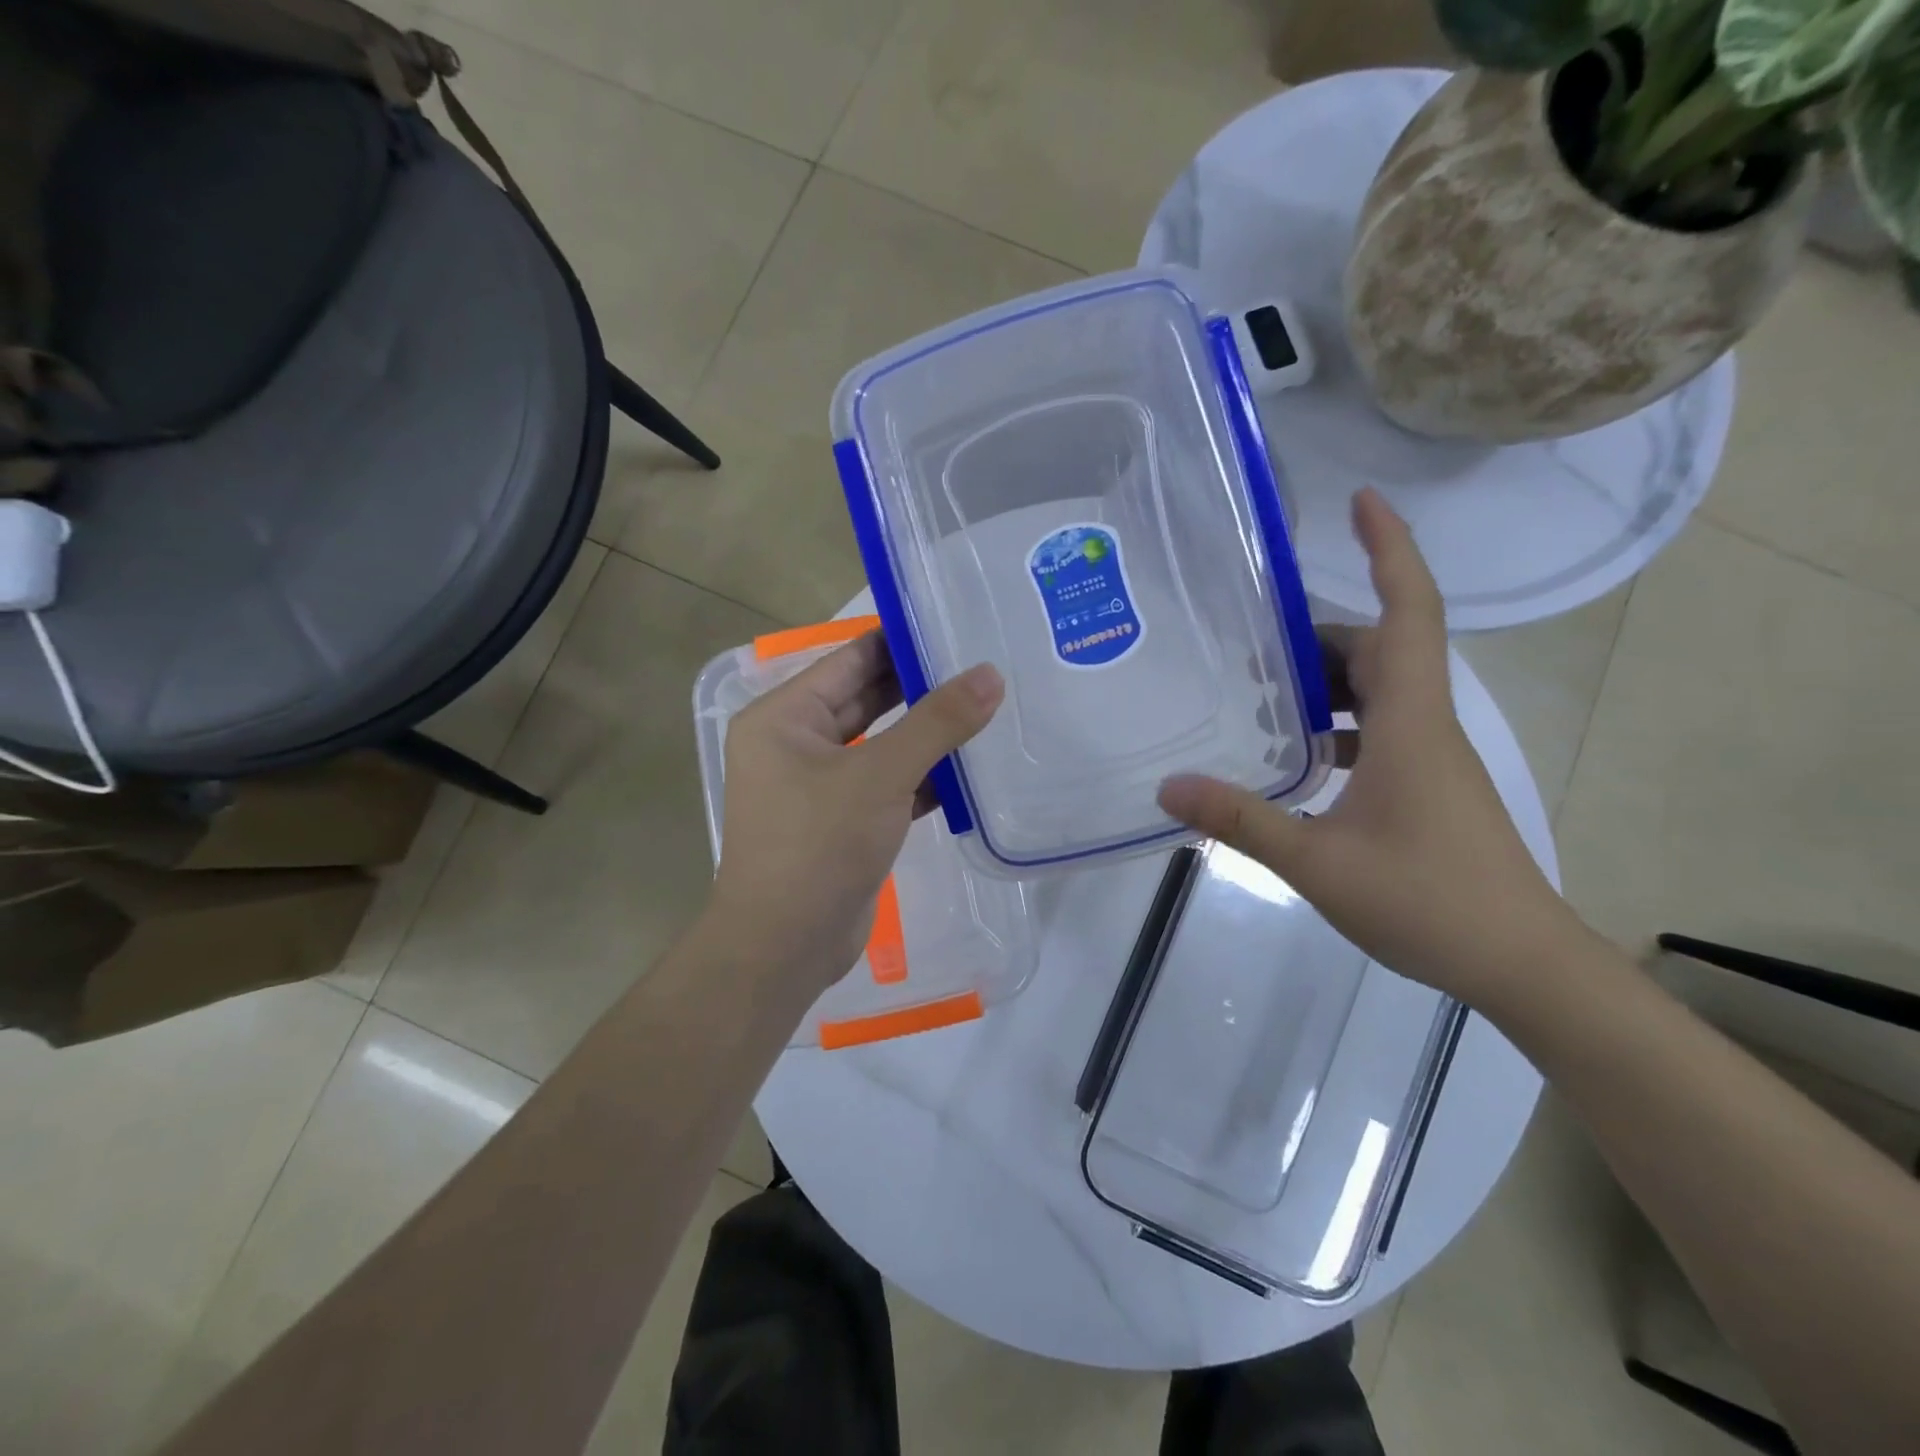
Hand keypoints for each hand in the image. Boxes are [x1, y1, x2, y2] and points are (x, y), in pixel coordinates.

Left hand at [708, 631, 1003, 993]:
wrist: (785, 948)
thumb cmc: (819, 846)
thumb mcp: (880, 776)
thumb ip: (937, 723)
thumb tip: (990, 674)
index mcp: (784, 717)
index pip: (849, 660)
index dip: (900, 641)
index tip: (954, 626)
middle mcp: (796, 744)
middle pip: (866, 700)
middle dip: (920, 686)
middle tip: (981, 665)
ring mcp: (819, 785)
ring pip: (881, 744)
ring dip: (926, 733)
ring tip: (986, 707)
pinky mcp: (843, 821)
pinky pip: (887, 784)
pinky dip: (923, 777)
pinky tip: (970, 768)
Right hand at [1158, 489, 1582, 1005]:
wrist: (1521, 963)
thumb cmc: (1429, 901)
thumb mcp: (1319, 861)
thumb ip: (1242, 819)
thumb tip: (1167, 786)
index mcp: (1411, 722)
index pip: (1409, 611)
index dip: (1390, 548)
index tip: (1361, 501)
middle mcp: (1425, 724)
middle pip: (1380, 647)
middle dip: (1317, 635)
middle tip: (1252, 646)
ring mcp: (1430, 756)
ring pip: (1379, 688)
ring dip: (1325, 681)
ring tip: (1261, 695)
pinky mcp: (1427, 784)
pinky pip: (1379, 727)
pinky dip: (1336, 723)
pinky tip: (1296, 755)